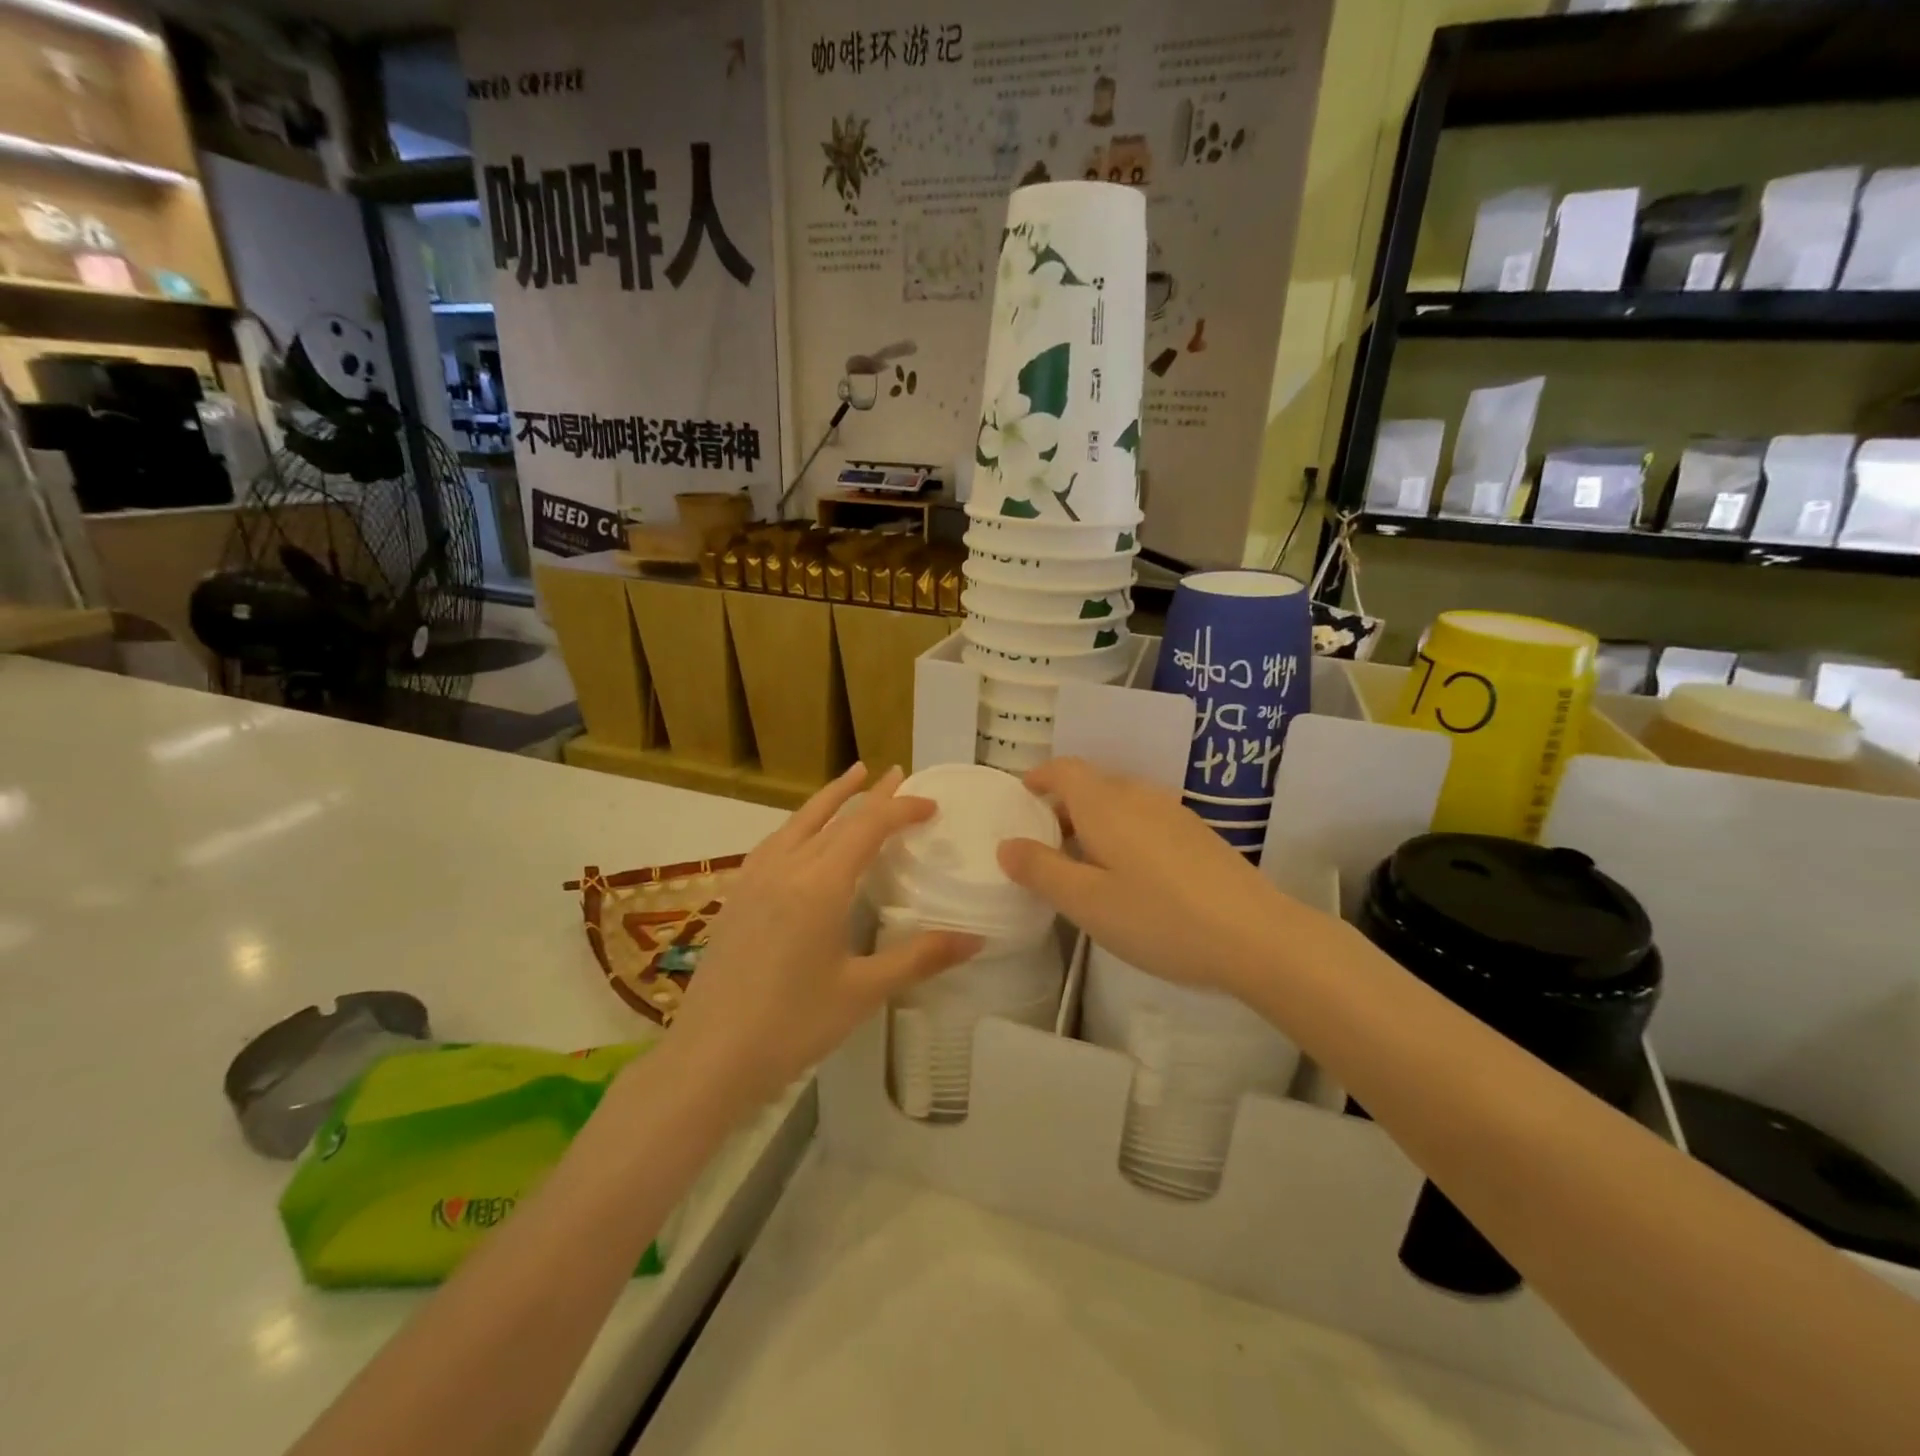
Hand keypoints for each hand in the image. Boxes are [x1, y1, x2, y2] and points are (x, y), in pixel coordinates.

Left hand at [666, 764, 979, 1106]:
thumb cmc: (793, 1024)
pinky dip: (801, 823)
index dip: (901, 809)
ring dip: (830, 798)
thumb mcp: (864, 991)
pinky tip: (802, 835)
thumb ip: (920, 958)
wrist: (710, 1057)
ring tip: (852, 778)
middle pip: (834, 815)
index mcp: (820, 883)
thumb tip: (976, 938)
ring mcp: (754, 878)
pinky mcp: (736, 896)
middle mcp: (786, 867)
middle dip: (869, 794)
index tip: (931, 804)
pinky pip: (776, 841)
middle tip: (896, 772)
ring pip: (798, 821)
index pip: (868, 826)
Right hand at [996, 758, 1297, 994]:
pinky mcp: (1199, 835)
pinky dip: (1124, 832)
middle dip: (1064, 805)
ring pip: (1122, 802)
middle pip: (1093, 784)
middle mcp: (1139, 796)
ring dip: (1095, 820)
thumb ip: (1041, 870)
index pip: (1065, 770)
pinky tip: (1131, 876)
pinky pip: (1146, 819)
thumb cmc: (1159, 918)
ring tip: (1084, 863)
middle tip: (1045, 843)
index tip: (1023, 796)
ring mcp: (1174, 813)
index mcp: (1106, 805)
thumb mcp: (1087, 902)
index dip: (1040, 777)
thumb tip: (1007, 845)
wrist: (1256, 936)